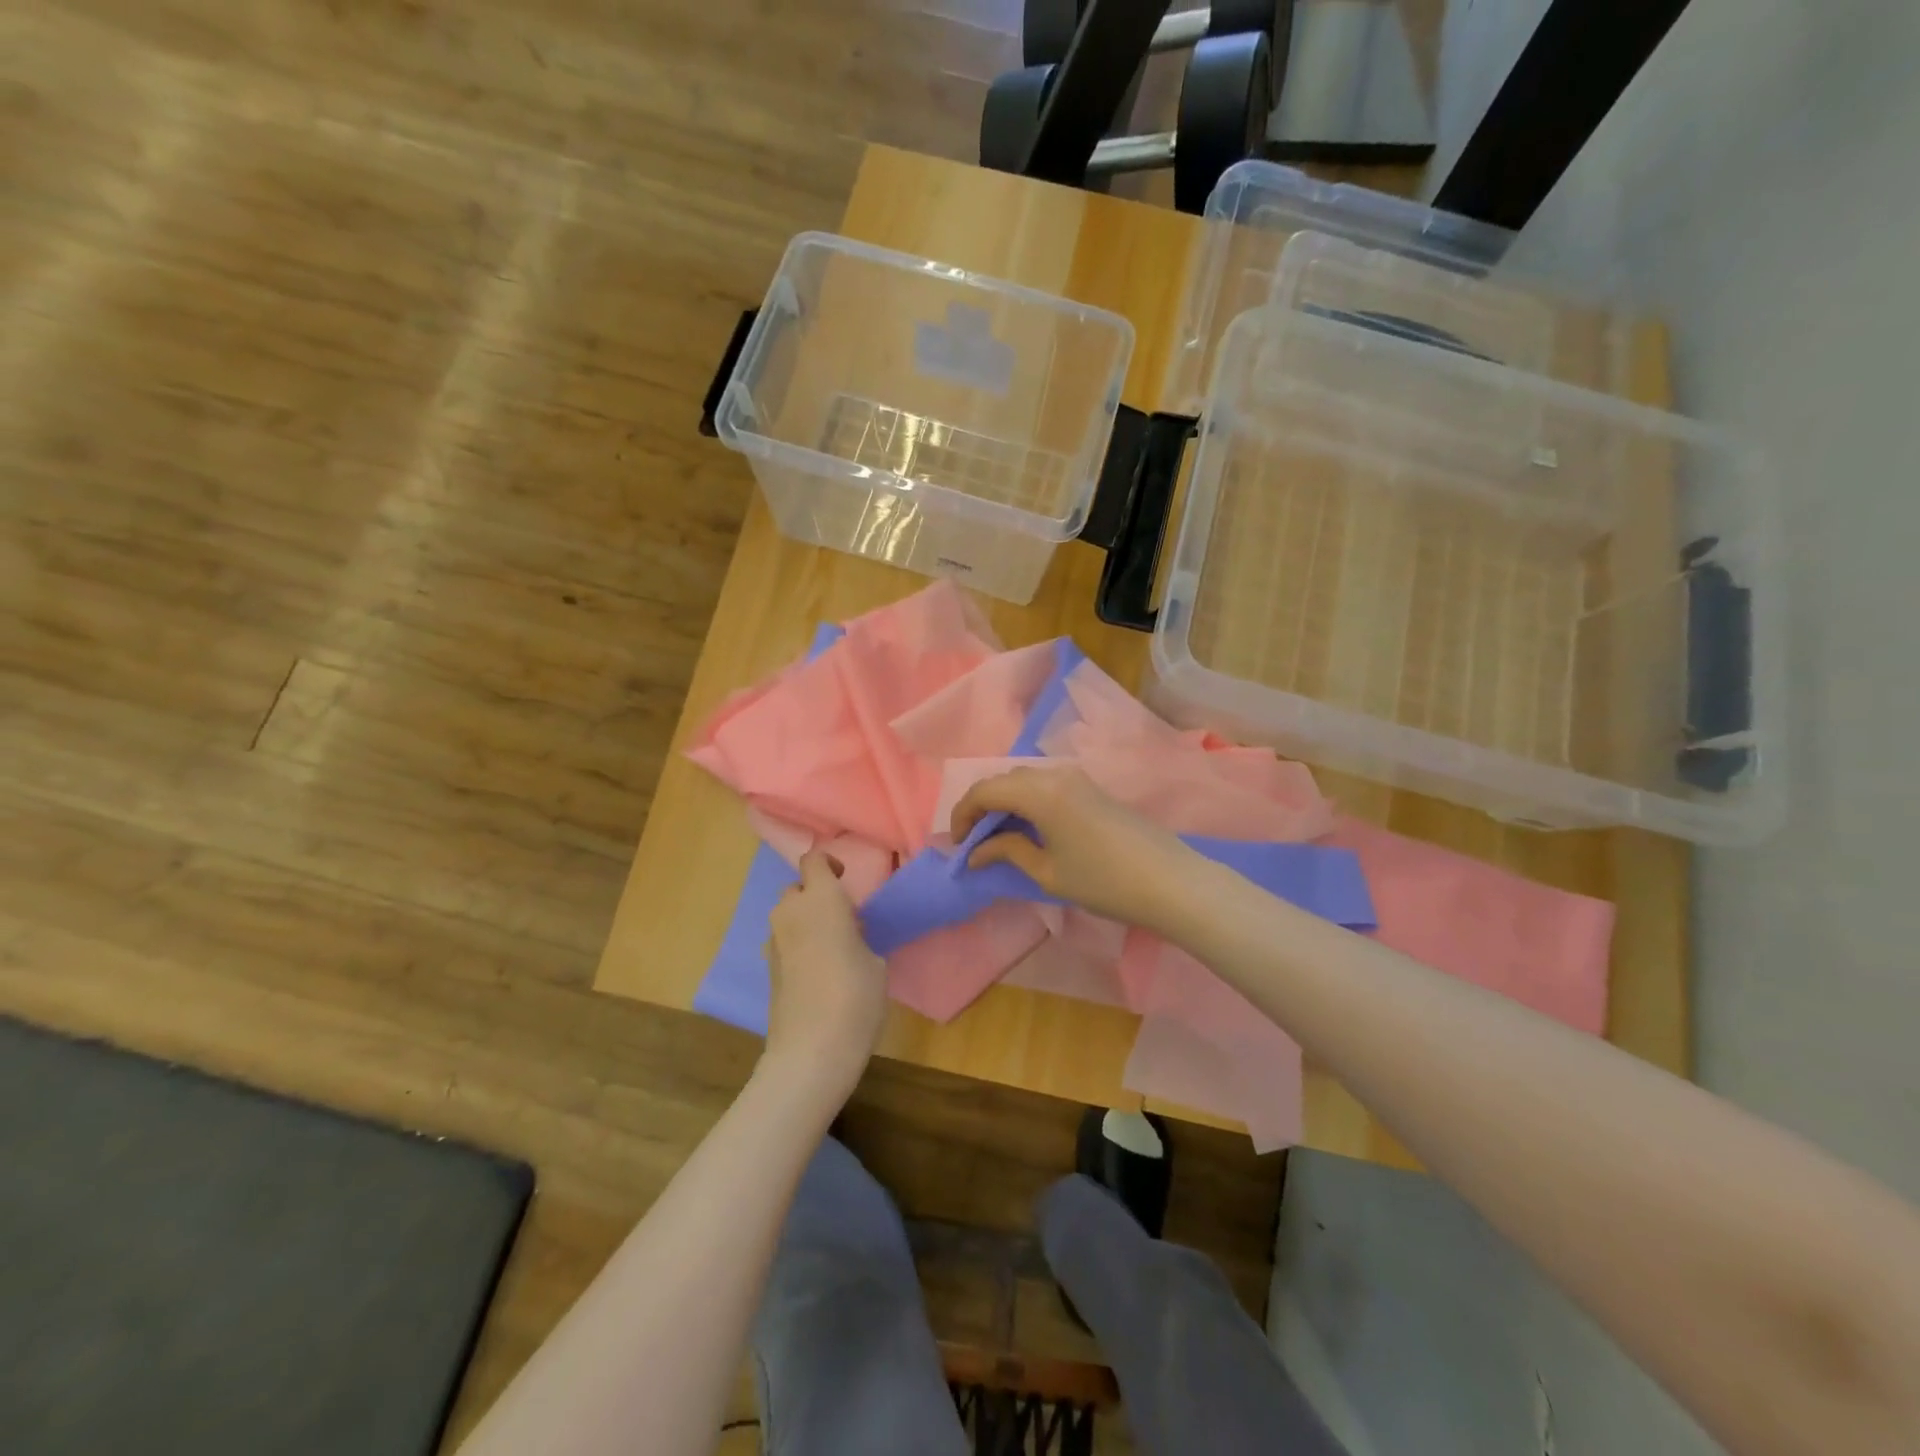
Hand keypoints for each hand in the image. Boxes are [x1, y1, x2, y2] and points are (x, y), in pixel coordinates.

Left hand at [763, 851, 887, 1096]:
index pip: (813, 861)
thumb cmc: (855, 996)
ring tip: (834, 946)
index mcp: (821, 900)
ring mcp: (775, 942)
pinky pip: (785, 942)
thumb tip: (849, 935)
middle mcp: (791, 913)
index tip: (846, 880)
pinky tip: (820, 972)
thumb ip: (860, 937)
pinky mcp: (769, 970)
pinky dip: (799, 945)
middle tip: (844, 918)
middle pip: (797, 889)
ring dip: (807, 921)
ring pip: (788, 917)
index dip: (828, 864)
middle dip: (816, 896)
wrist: (811, 1050)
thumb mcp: (876, 961)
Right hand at [950, 766, 1200, 930]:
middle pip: (1004, 780)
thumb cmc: (1103, 882)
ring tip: (999, 837)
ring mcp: (1076, 778)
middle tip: (975, 842)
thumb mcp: (1048, 872)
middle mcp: (1055, 774)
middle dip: (982, 807)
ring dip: (1005, 802)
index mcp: (1040, 792)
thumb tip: (976, 852)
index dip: (963, 814)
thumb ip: (1008, 852)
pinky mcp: (1091, 787)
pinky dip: (1027, 801)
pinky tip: (1029, 829)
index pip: (985, 790)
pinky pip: (1046, 784)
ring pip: (1025, 780)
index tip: (958, 845)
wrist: (1169, 881)